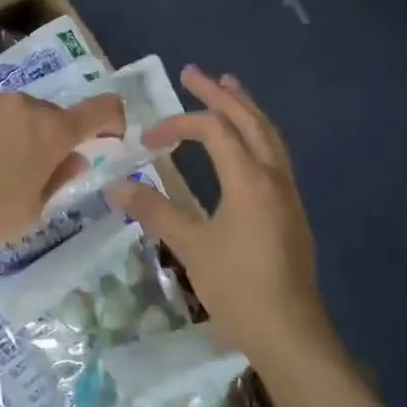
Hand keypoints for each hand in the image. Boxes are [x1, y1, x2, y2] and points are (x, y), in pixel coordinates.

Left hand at [0, 87, 126, 264]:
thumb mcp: (31, 211)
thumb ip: (59, 178)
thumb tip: (74, 158)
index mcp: (50, 131)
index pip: (99, 109)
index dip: (112, 119)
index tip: (109, 135)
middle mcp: (20, 103)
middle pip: (48, 114)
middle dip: (48, 137)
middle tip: (31, 170)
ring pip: (11, 111)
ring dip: (12, 130)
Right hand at [106, 65, 336, 369]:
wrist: (289, 332)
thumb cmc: (237, 287)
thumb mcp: (190, 246)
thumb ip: (154, 211)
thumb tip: (115, 186)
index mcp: (249, 180)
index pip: (214, 130)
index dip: (178, 125)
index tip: (147, 141)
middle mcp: (274, 177)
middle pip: (249, 121)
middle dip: (220, 94)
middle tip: (193, 73)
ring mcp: (287, 194)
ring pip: (269, 136)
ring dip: (245, 109)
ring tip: (229, 87)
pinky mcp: (290, 212)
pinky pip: (274, 156)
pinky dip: (255, 135)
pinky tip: (244, 144)